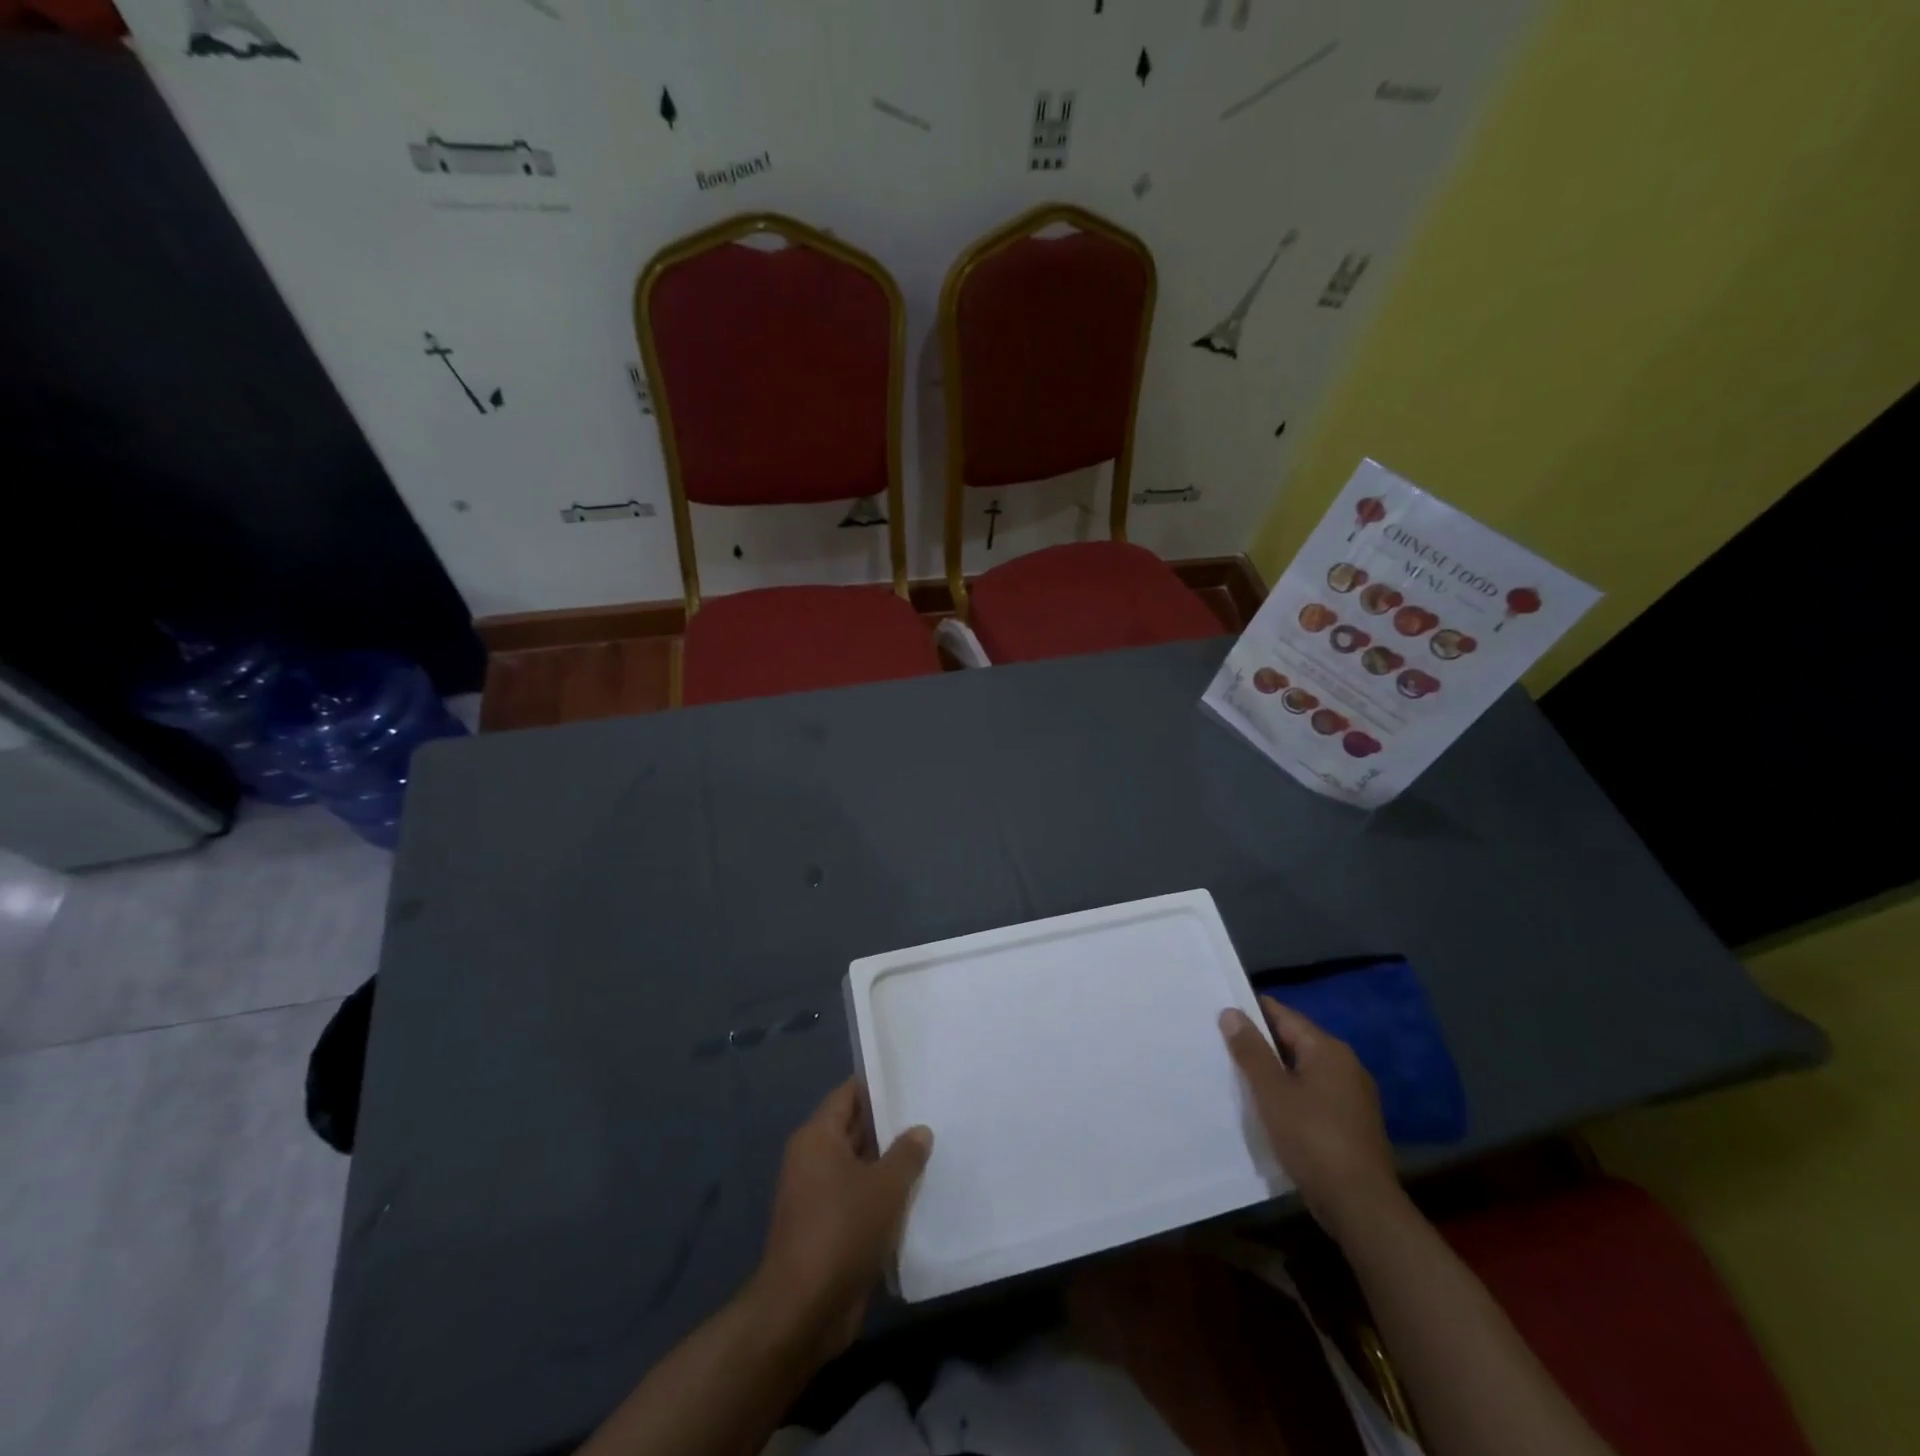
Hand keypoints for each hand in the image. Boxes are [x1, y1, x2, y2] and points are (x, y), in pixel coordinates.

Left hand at [749, 1079, 932, 1360]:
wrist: (802, 1312)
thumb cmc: (841, 1231)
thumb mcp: (884, 1187)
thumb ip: (906, 1154)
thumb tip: (919, 1130)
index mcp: (817, 1137)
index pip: (850, 1094)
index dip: (880, 1085)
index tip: (913, 1079)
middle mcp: (813, 1159)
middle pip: (856, 1129)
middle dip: (891, 1126)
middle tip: (933, 1113)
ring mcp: (818, 1196)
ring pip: (861, 1167)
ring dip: (891, 1166)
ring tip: (934, 1151)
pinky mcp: (827, 1229)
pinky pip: (860, 1200)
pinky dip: (883, 1198)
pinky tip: (918, 1197)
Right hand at [1220, 997, 1402, 1239]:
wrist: (1360, 1206)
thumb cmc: (1312, 1139)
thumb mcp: (1271, 1092)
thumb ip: (1250, 1050)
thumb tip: (1231, 1012)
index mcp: (1327, 1049)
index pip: (1282, 1015)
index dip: (1250, 1012)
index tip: (1219, 1017)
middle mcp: (1345, 1064)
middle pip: (1294, 1041)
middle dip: (1260, 1044)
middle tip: (1222, 1048)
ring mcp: (1352, 1095)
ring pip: (1303, 1070)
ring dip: (1275, 1073)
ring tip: (1239, 1078)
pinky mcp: (1352, 1123)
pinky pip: (1314, 1095)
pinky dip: (1291, 1095)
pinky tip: (1270, 1110)